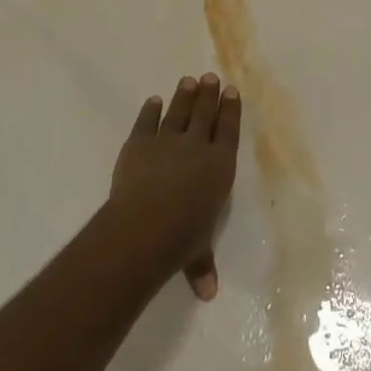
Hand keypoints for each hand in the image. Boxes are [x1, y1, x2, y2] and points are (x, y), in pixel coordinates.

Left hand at [109, 74, 240, 299]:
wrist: (145, 225)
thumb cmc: (181, 239)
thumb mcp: (197, 254)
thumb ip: (203, 266)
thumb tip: (209, 294)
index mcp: (219, 166)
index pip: (228, 130)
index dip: (230, 109)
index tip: (231, 91)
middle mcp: (198, 146)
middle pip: (205, 113)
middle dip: (209, 94)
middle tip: (211, 77)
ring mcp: (167, 141)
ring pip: (179, 112)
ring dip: (184, 95)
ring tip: (189, 81)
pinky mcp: (139, 142)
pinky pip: (147, 122)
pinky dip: (150, 110)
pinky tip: (154, 101)